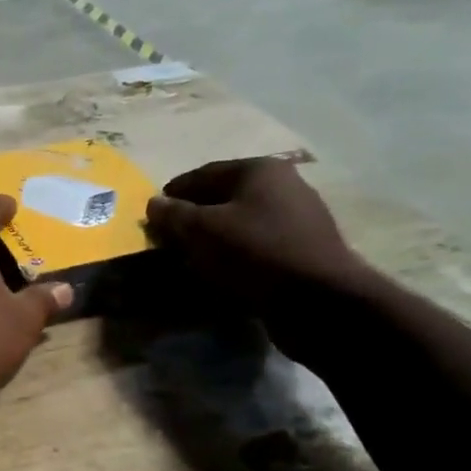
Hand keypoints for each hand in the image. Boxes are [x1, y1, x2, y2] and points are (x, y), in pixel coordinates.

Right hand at [145, 158, 373, 356]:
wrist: (317, 299)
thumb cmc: (255, 253)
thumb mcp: (203, 231)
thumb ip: (174, 215)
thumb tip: (153, 203)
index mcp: (259, 170)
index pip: (204, 173)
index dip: (174, 192)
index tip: (152, 213)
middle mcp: (282, 186)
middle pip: (224, 198)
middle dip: (194, 217)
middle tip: (167, 239)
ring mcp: (296, 219)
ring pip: (241, 224)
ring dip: (213, 240)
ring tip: (188, 260)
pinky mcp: (301, 251)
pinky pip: (256, 248)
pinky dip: (234, 257)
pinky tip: (219, 274)